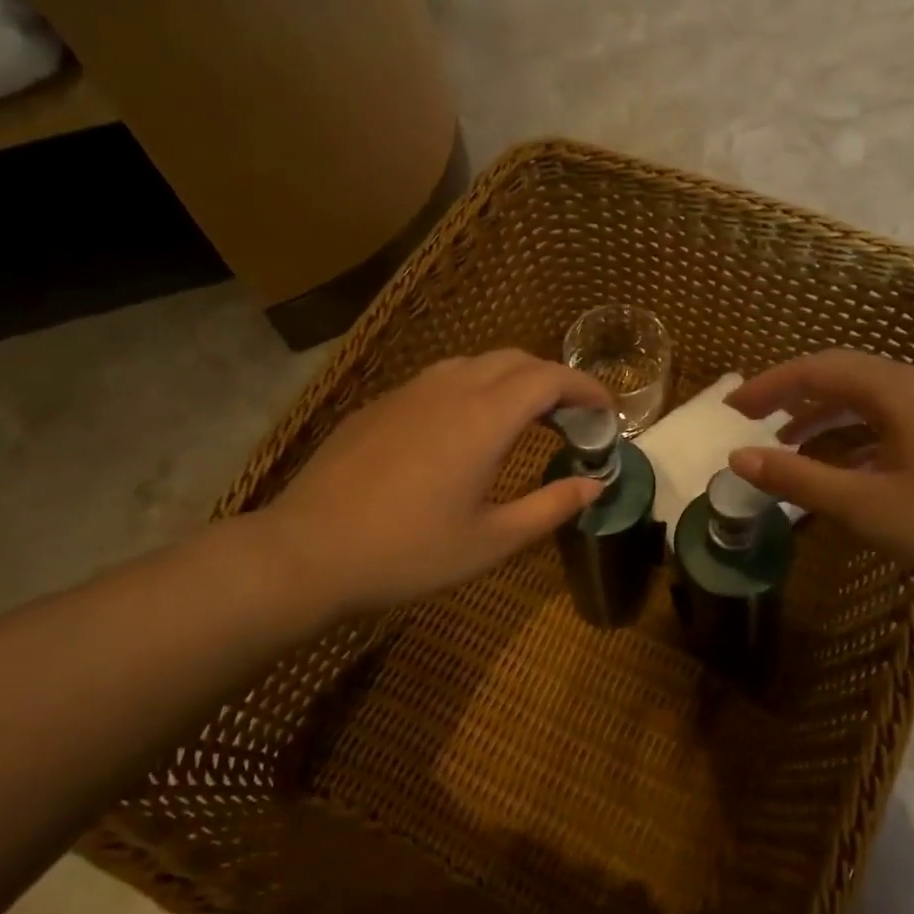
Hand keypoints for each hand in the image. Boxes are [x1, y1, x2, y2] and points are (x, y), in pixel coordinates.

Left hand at [254, 350, 613, 616]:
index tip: (607, 412)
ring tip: (526, 417)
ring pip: (476, 363)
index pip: (550, 378)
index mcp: (485, 418)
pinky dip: (474, 388)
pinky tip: (466, 428)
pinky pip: (441, 378)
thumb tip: (596, 484)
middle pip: (517, 360)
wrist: (307, 552)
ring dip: (513, 380)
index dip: (587, 388)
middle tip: (573, 419)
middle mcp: (451, 389)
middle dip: (554, 380)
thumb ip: (552, 507)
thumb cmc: (409, 553)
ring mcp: (410, 391)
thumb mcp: (492, 541)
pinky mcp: (381, 404)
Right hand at [725, 350, 913, 594]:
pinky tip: (843, 469)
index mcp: (897, 390)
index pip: (817, 370)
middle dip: (791, 397)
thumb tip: (739, 458)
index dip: (769, 385)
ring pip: (866, 400)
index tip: (731, 409)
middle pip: (841, 377)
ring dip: (822, 418)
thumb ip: (800, 480)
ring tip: (787, 447)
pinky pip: (889, 421)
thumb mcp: (869, 506)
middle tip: (751, 421)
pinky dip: (854, 437)